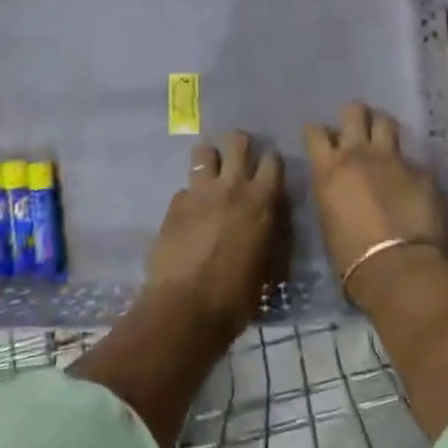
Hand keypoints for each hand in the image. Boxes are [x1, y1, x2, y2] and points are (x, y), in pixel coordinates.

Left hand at [145, 130, 286, 340]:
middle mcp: (232, 187)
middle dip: (238, 144)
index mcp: (262, 201)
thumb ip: (269, 234)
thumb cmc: (237, 296)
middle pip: (237, 140)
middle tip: (238, 159)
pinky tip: (188, 216)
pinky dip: (189, 197)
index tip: (268, 170)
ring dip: (209, 160)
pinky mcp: (174, 204)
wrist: (187, 307)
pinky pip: (184, 188)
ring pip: (203, 152)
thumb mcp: (267, 265)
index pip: (273, 160)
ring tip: (210, 176)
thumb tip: (268, 225)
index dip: (270, 162)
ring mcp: (199, 192)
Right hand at [303, 103, 447, 296]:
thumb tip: (341, 188)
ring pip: (386, 122)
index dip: (318, 133)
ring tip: (384, 140)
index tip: (322, 141)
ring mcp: (394, 160)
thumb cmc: (351, 258)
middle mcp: (359, 154)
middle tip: (357, 129)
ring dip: (382, 127)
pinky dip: (409, 167)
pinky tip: (412, 183)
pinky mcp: (423, 172)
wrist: (399, 270)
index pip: (315, 132)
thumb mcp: (328, 220)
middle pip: (354, 112)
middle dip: (354, 116)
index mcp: (328, 169)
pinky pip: (413, 159)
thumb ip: (333, 192)